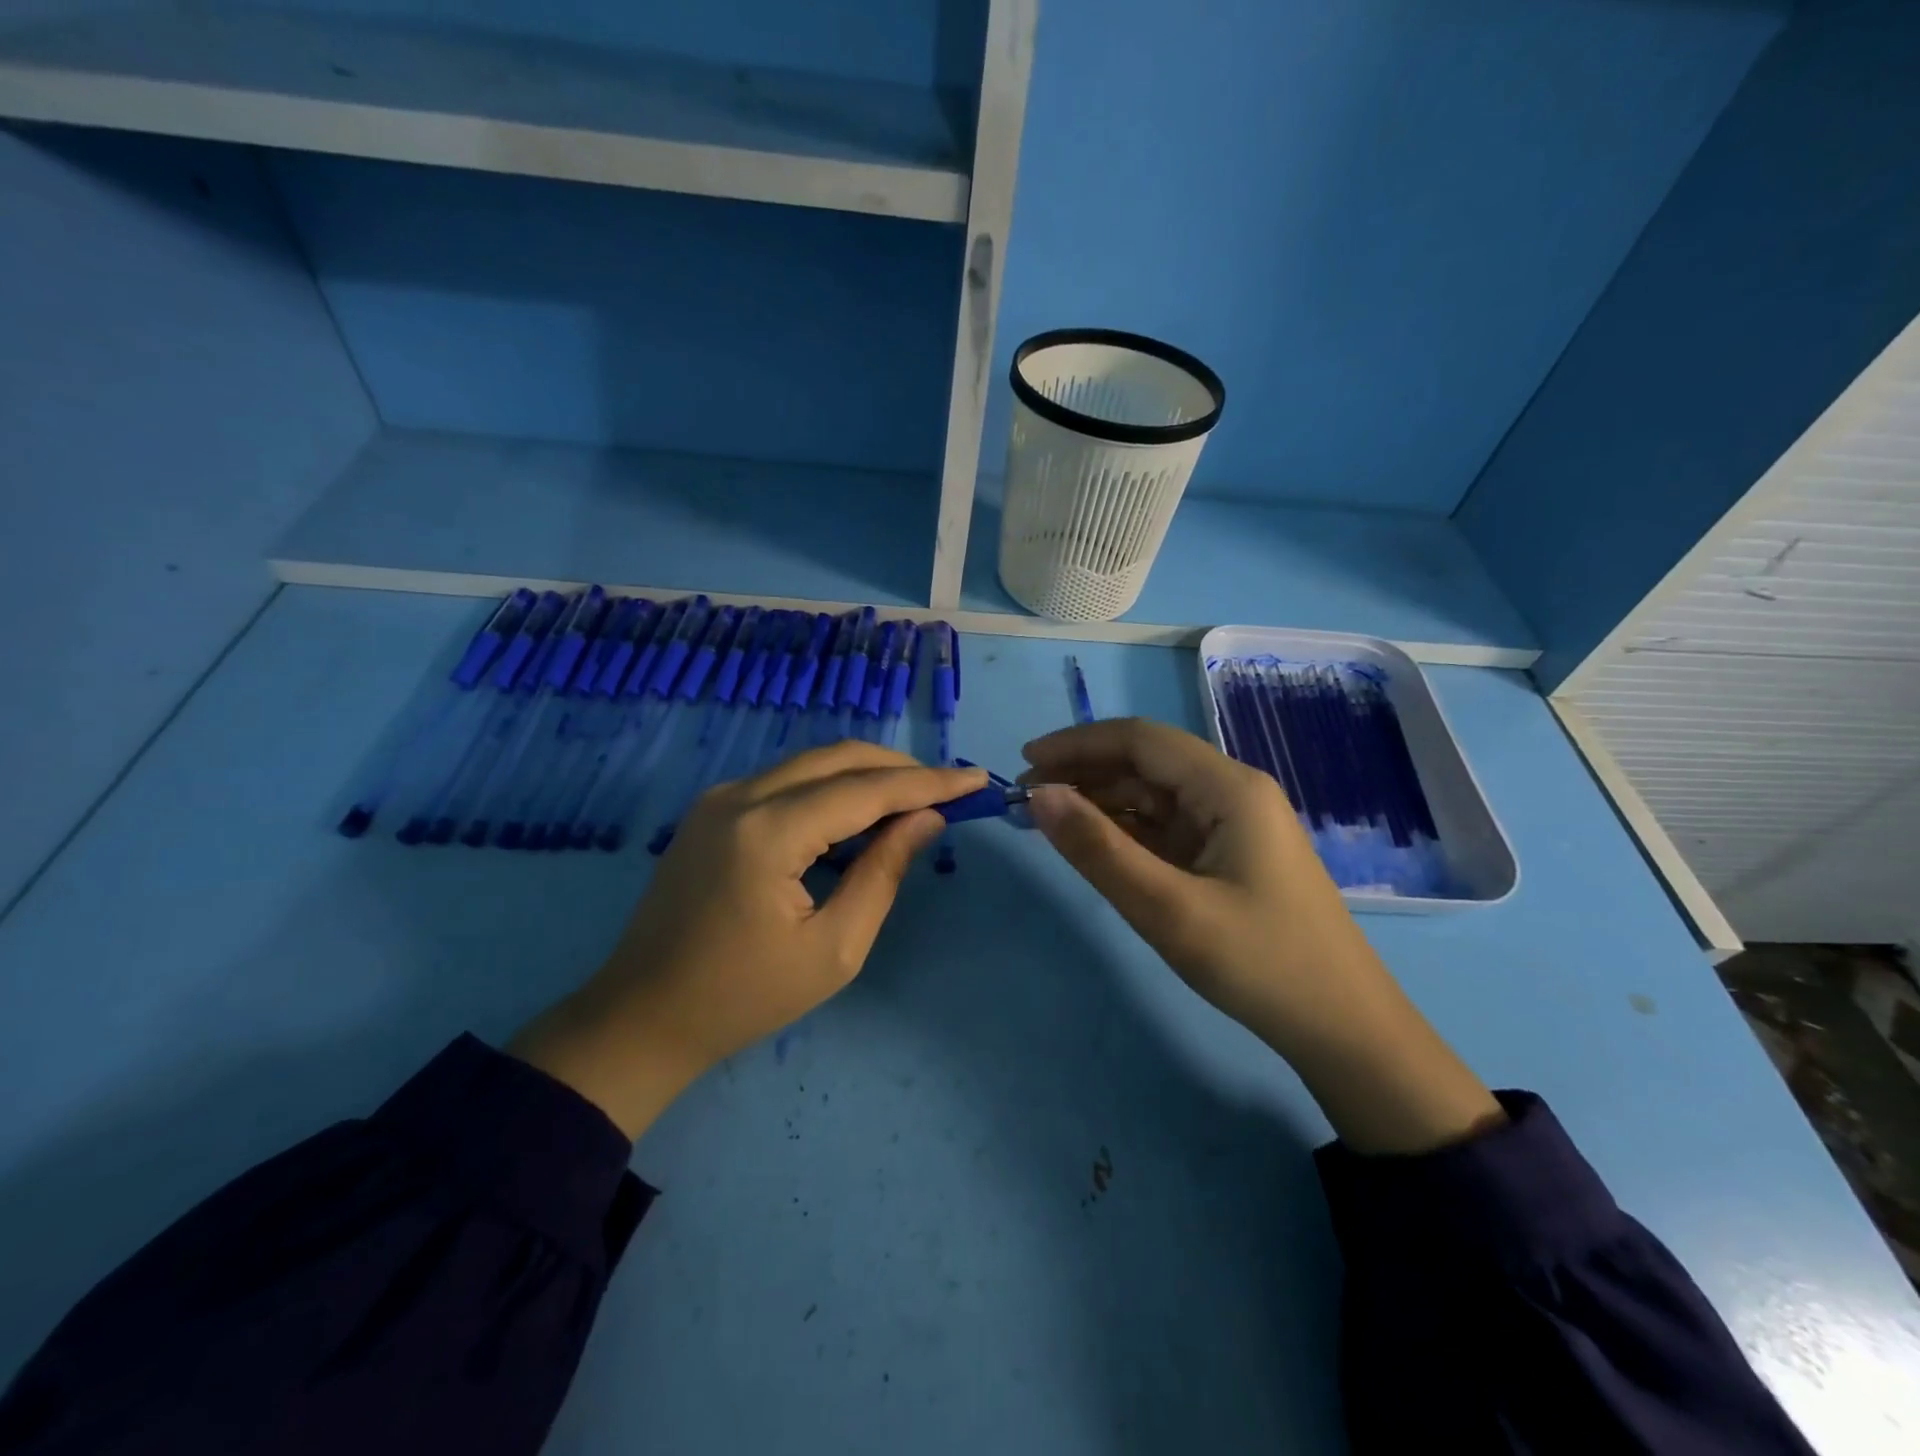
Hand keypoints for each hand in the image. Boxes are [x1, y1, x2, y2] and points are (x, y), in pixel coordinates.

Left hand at [512, 742, 985, 1137]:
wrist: (642, 1017)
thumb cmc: (744, 997)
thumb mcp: (833, 949)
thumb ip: (883, 873)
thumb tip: (927, 820)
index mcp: (769, 831)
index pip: (866, 789)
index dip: (927, 782)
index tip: (975, 779)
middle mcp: (741, 795)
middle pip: (839, 757)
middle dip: (900, 768)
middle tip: (948, 789)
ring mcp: (720, 798)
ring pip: (812, 763)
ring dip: (867, 774)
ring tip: (915, 800)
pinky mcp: (713, 810)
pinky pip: (787, 781)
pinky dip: (832, 787)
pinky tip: (859, 813)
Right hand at [1022, 719, 1501, 1153]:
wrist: (1343, 1030)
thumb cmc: (1260, 964)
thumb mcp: (1168, 909)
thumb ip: (1099, 849)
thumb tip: (1039, 794)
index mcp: (1229, 788)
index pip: (1140, 740)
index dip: (1078, 743)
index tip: (1025, 761)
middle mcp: (1232, 793)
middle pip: (1145, 763)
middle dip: (1083, 772)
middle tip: (1026, 798)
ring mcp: (1232, 825)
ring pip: (1152, 796)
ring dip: (1099, 801)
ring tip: (1046, 820)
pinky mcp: (1227, 855)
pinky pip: (1165, 828)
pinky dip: (1124, 830)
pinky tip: (1092, 844)